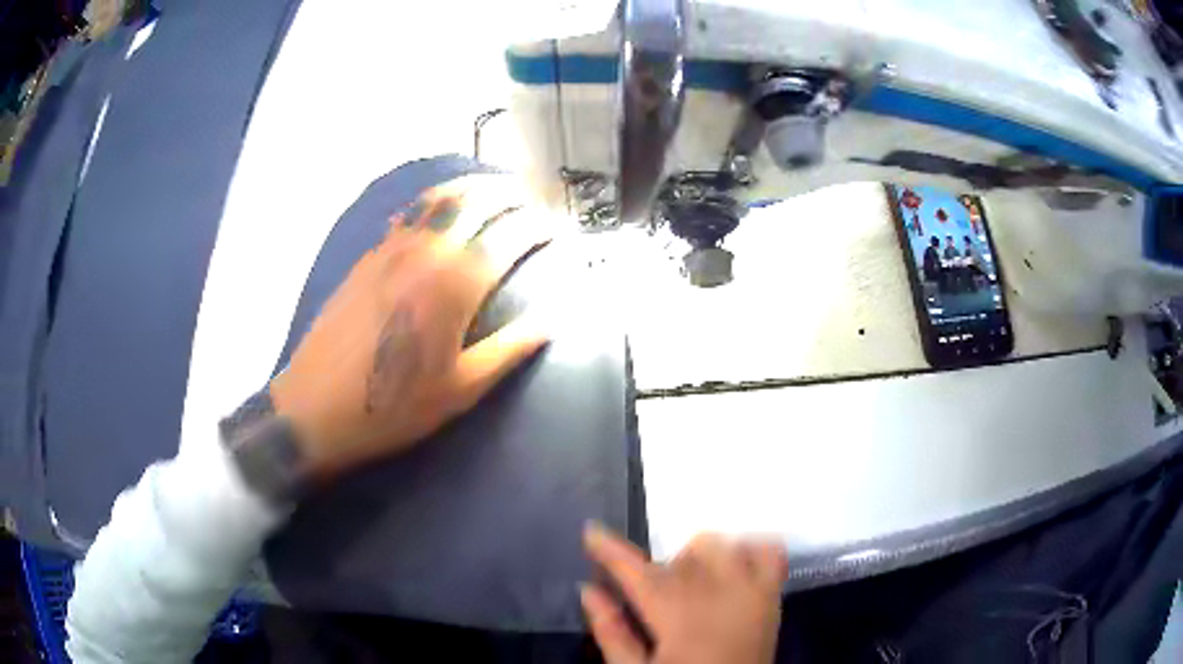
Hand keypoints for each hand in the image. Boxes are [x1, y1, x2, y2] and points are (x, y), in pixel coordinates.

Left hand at [269, 176, 550, 478]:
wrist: (315, 408)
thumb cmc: (392, 407)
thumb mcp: (461, 391)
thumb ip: (510, 350)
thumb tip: (551, 321)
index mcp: (454, 285)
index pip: (510, 235)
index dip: (539, 225)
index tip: (558, 227)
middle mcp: (425, 252)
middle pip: (476, 200)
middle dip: (512, 193)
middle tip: (535, 200)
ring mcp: (391, 248)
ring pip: (439, 197)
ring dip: (474, 187)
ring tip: (497, 189)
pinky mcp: (368, 256)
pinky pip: (410, 211)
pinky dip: (438, 200)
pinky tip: (443, 210)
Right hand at [582, 524, 787, 663]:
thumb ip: (610, 631)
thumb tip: (588, 590)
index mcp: (675, 616)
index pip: (636, 571)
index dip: (610, 548)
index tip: (592, 532)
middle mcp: (714, 594)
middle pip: (679, 557)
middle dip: (661, 568)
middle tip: (656, 597)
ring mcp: (749, 591)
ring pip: (720, 546)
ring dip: (700, 558)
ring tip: (694, 587)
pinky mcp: (772, 595)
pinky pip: (769, 553)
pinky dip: (751, 549)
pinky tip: (736, 565)